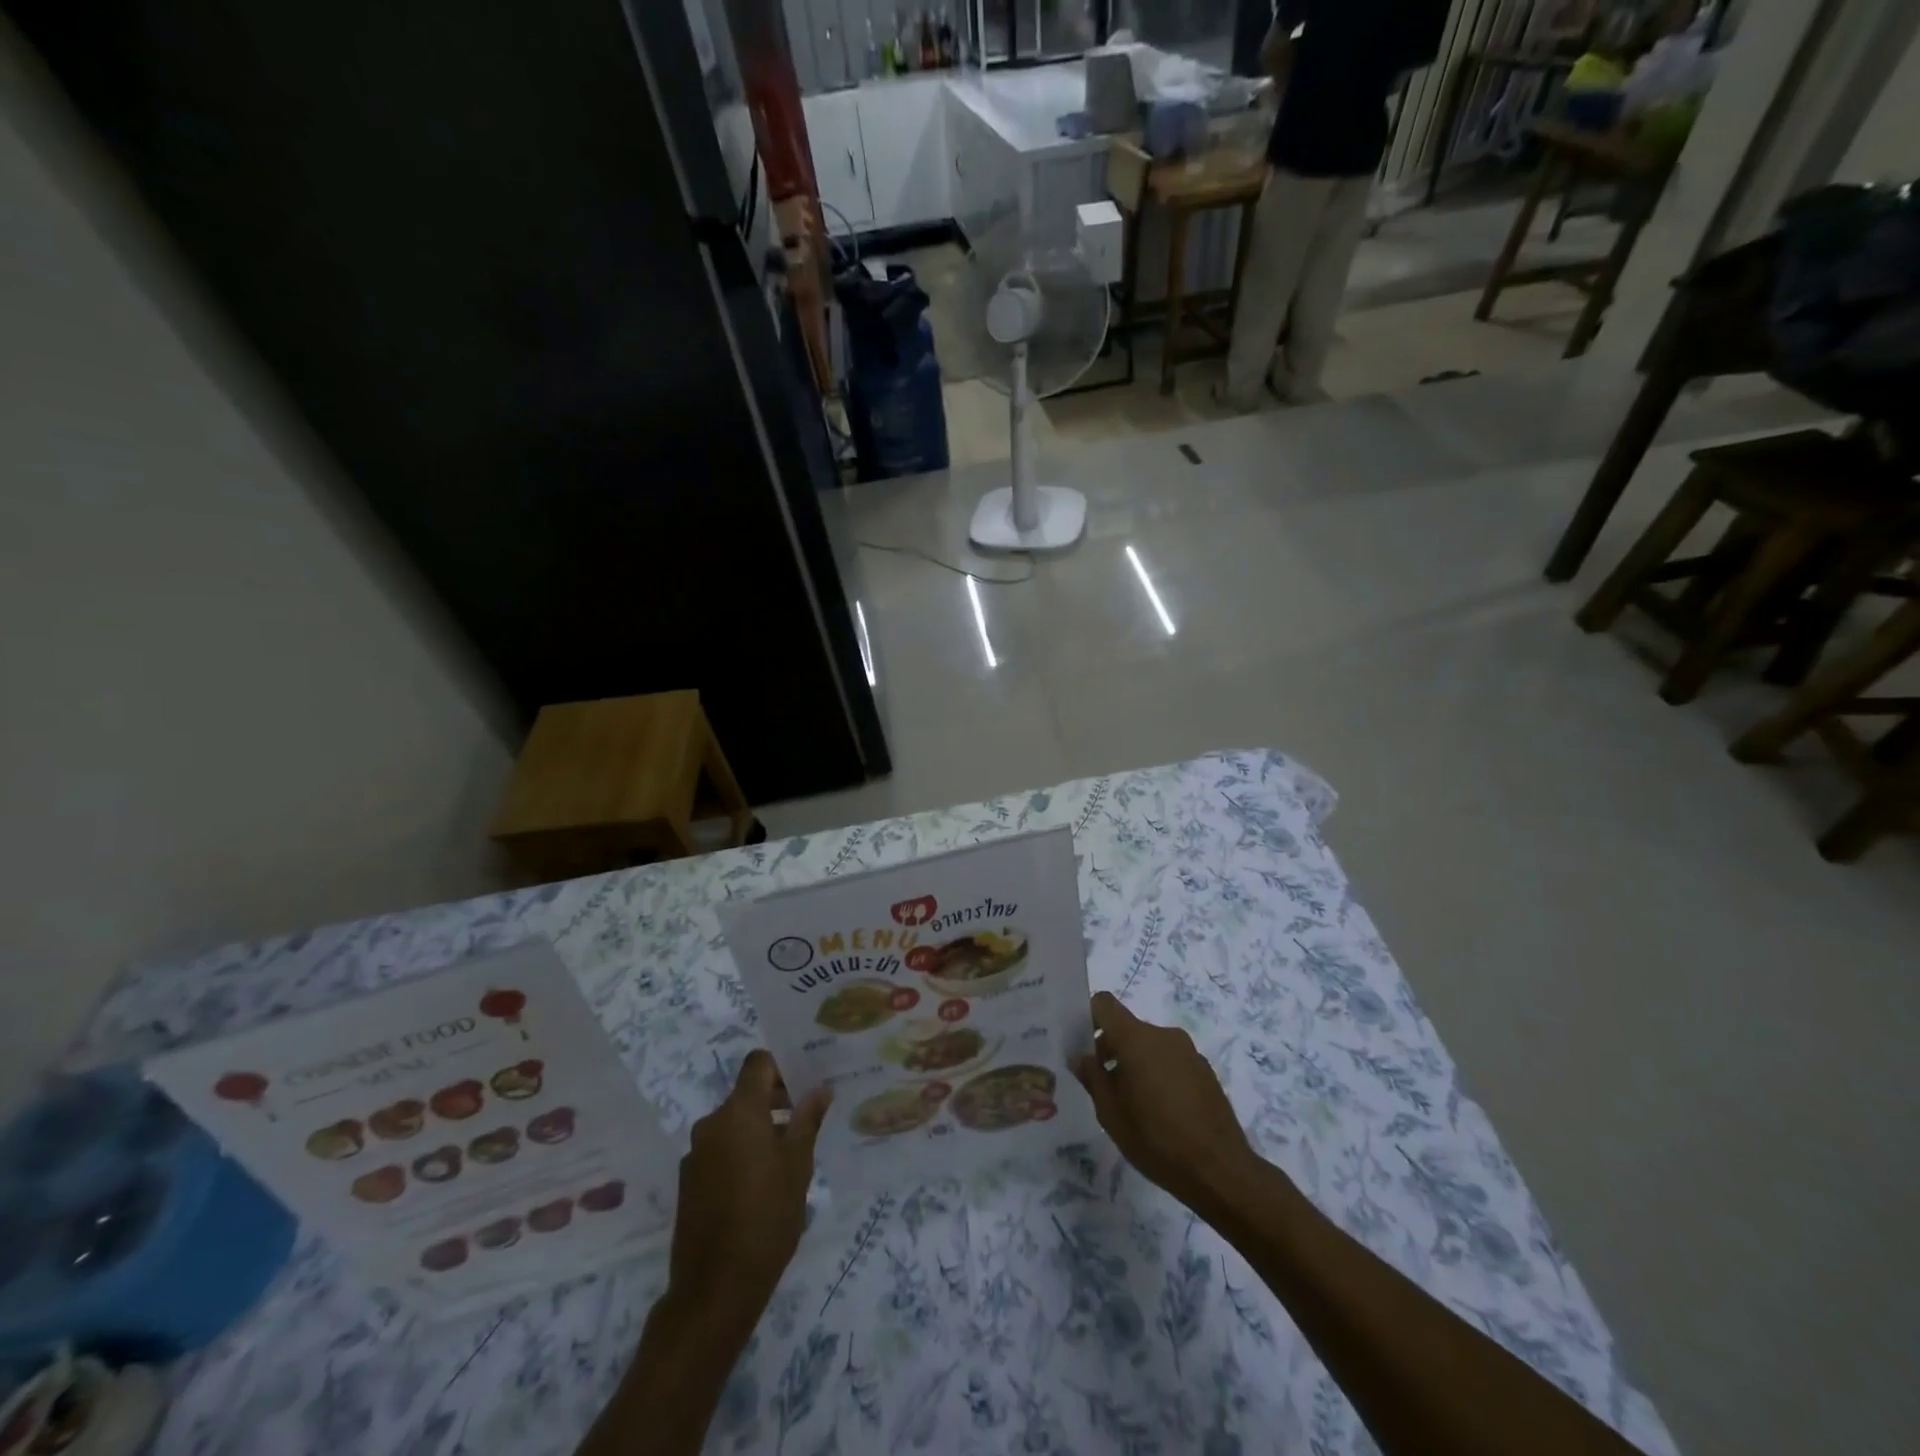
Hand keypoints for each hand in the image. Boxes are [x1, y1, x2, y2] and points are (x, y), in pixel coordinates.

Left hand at [668, 1050, 829, 1322]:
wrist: (715, 1288)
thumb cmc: (767, 1217)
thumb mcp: (798, 1166)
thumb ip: (808, 1121)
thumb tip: (820, 1089)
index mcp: (739, 1112)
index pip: (758, 1063)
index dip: (781, 1066)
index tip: (804, 1085)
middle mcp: (711, 1124)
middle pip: (745, 1094)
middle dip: (775, 1100)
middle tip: (805, 1120)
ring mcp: (695, 1153)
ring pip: (733, 1123)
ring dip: (758, 1128)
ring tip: (787, 1157)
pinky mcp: (688, 1181)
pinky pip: (719, 1149)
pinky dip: (739, 1152)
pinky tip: (760, 1184)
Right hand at [1073, 992, 1257, 1217]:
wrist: (1220, 1170)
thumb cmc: (1156, 1140)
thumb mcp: (1110, 1114)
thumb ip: (1092, 1078)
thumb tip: (1081, 1057)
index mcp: (1137, 1039)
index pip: (1104, 1004)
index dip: (1088, 1017)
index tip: (1082, 1046)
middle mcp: (1164, 1035)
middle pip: (1127, 1027)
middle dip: (1110, 1048)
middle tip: (1102, 1084)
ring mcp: (1188, 1051)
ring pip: (1149, 1045)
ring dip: (1135, 1063)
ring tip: (1133, 1103)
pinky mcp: (1205, 1070)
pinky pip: (1171, 1060)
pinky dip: (1158, 1073)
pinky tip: (1161, 1111)